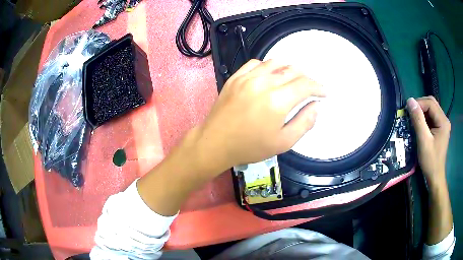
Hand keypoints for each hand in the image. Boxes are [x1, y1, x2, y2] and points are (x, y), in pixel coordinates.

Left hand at [194, 59, 324, 171]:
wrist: (215, 143)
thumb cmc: (250, 147)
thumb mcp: (283, 142)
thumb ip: (304, 122)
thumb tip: (316, 106)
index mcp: (277, 100)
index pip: (305, 85)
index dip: (318, 87)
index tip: (324, 93)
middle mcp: (264, 83)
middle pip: (293, 71)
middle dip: (306, 78)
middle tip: (310, 88)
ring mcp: (247, 78)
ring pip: (275, 63)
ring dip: (289, 69)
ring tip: (294, 79)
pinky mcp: (235, 77)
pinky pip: (256, 63)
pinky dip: (268, 66)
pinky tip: (270, 75)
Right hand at [407, 96, 450, 185]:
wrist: (435, 177)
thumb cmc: (430, 161)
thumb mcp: (423, 141)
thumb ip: (418, 120)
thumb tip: (410, 101)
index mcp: (443, 121)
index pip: (430, 103)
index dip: (419, 103)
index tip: (408, 110)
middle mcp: (444, 119)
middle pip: (431, 103)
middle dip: (420, 105)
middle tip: (410, 113)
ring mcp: (443, 124)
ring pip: (431, 109)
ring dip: (422, 111)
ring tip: (414, 119)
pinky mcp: (440, 129)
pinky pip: (432, 117)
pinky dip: (424, 118)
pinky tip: (420, 125)